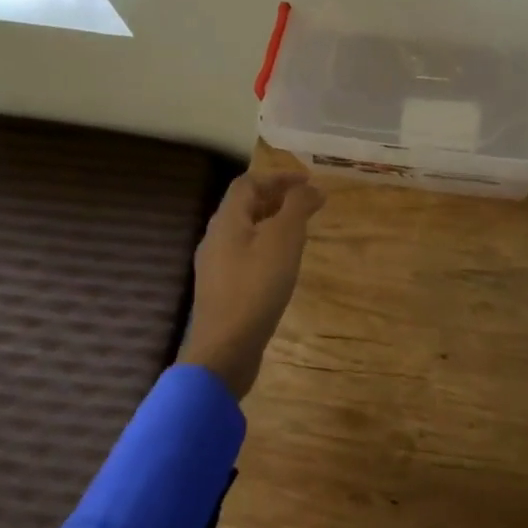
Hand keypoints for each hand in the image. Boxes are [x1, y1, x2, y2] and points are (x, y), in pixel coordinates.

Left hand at [179, 170, 325, 399]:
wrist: (224, 350)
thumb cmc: (256, 287)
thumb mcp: (284, 240)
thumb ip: (297, 207)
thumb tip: (311, 188)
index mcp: (226, 221)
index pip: (248, 183)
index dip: (278, 177)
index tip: (308, 182)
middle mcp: (215, 238)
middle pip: (244, 206)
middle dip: (276, 198)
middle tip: (307, 203)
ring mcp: (215, 267)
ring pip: (245, 232)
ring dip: (272, 223)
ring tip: (300, 231)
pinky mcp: (221, 291)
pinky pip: (245, 255)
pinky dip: (266, 247)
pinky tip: (283, 265)